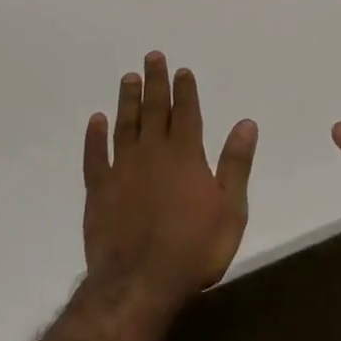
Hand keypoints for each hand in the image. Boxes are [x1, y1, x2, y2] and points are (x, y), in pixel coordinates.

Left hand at [83, 51, 257, 314]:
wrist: (140, 283)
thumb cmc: (194, 249)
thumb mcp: (230, 210)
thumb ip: (236, 164)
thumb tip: (246, 123)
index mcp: (186, 156)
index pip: (187, 113)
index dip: (185, 90)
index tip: (182, 70)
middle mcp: (153, 153)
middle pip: (155, 110)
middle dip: (155, 82)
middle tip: (152, 57)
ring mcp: (122, 169)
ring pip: (125, 125)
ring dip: (128, 100)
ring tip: (128, 78)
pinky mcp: (99, 190)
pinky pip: (95, 155)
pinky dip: (95, 136)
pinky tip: (96, 120)